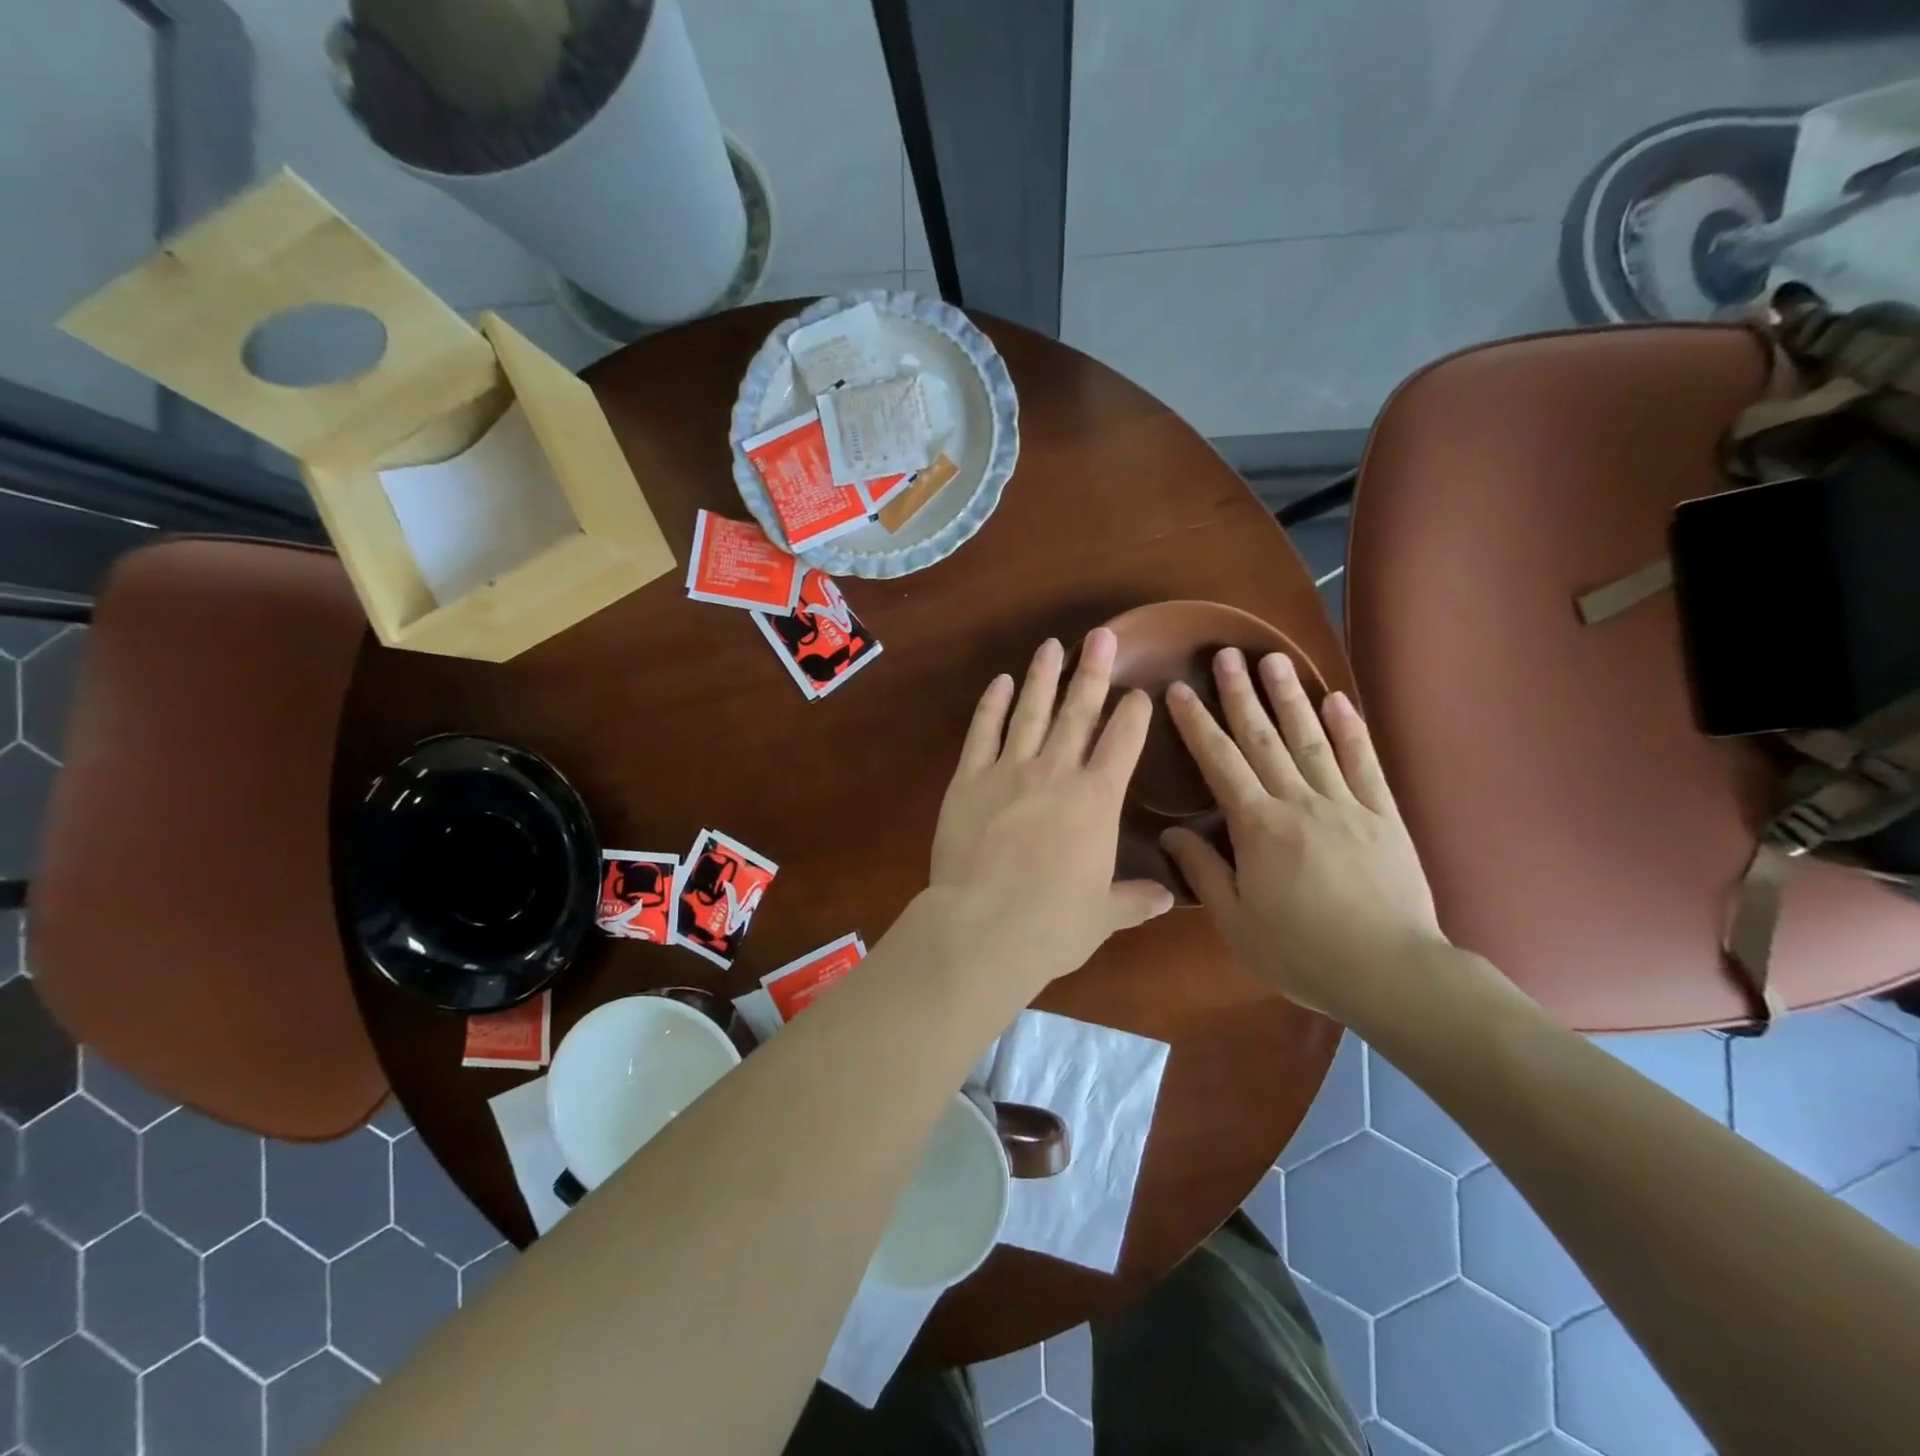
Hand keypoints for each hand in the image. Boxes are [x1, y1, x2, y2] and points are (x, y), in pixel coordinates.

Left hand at [928, 628, 1174, 990]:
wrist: (982, 927)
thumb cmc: (1051, 925)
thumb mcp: (1104, 916)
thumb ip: (1136, 900)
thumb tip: (1169, 897)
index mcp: (1096, 800)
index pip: (1123, 743)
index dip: (1134, 714)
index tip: (1139, 692)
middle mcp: (1056, 772)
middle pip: (1079, 712)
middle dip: (1093, 671)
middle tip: (1102, 635)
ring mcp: (1008, 770)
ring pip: (1030, 712)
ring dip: (1043, 677)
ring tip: (1052, 645)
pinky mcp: (968, 779)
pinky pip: (983, 732)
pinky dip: (991, 705)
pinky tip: (999, 682)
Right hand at [1161, 648, 1446, 1019]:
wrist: (1391, 973)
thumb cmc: (1302, 952)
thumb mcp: (1236, 921)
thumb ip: (1203, 872)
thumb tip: (1171, 834)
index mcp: (1258, 826)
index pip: (1218, 763)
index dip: (1196, 723)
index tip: (1179, 689)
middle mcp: (1299, 802)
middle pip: (1263, 738)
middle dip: (1240, 694)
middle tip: (1227, 654)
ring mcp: (1346, 804)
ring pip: (1311, 740)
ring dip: (1290, 697)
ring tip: (1274, 660)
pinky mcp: (1383, 816)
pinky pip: (1364, 763)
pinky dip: (1350, 730)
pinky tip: (1338, 700)